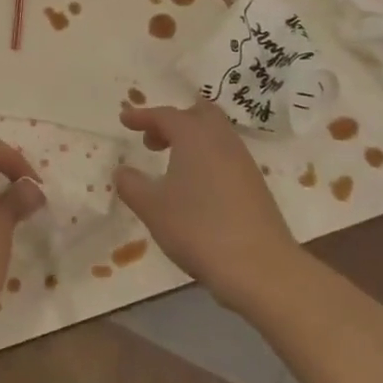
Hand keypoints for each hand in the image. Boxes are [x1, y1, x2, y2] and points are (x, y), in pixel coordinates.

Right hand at [116, 100, 305, 312]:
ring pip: (216, 135)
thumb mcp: (152, 207)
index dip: (142, 116)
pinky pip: (226, 156)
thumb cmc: (198, 228)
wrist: (260, 267)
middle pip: (199, 114)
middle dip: (174, 121)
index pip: (165, 115)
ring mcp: (243, 162)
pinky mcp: (255, 185)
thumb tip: (122, 171)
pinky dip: (206, 158)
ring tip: (171, 164)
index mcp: (194, 136)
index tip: (124, 120)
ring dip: (191, 140)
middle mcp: (222, 140)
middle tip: (153, 139)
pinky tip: (196, 186)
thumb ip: (131, 185)